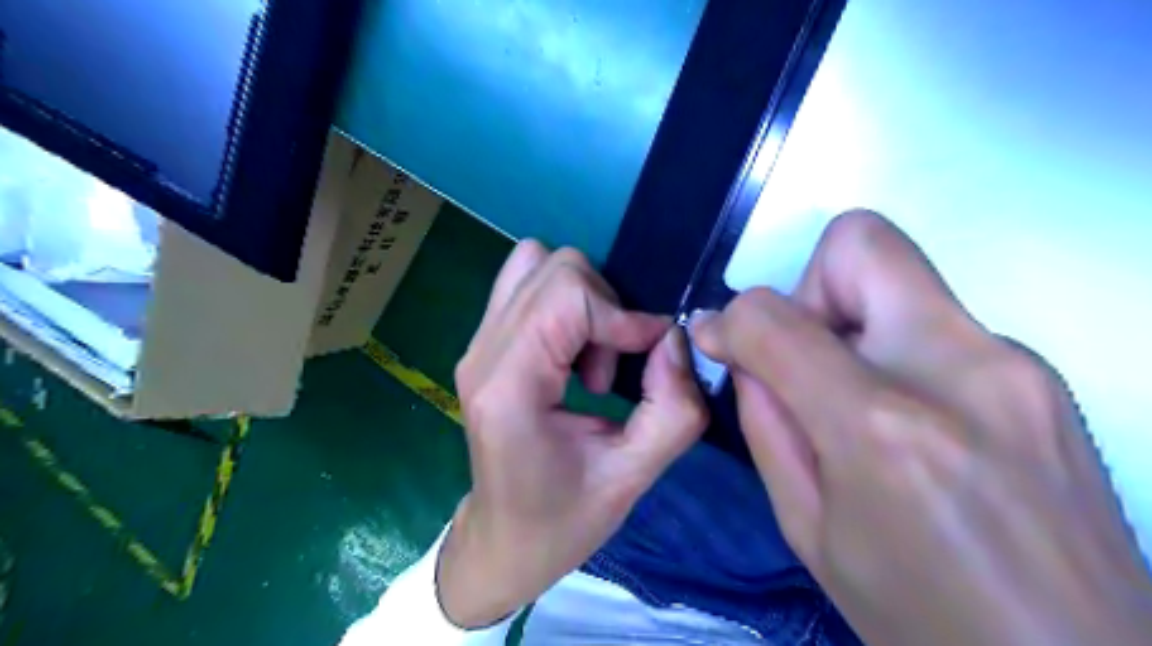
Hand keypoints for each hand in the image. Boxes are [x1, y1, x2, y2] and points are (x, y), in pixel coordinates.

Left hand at [436, 241, 706, 626]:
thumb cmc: (562, 520)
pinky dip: (564, 304)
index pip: (566, 295)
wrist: (504, 540)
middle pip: (552, 268)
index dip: (622, 315)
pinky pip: (528, 286)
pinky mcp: (484, 345)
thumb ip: (672, 410)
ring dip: (583, 300)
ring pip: (536, 264)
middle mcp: (482, 352)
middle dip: (603, 307)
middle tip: (612, 368)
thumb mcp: (632, 478)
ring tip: (591, 359)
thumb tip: (675, 338)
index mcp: (509, 385)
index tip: (652, 354)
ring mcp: (477, 345)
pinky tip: (573, 355)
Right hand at [692, 211, 1151, 645]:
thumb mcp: (806, 529)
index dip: (730, 319)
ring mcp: (1014, 363)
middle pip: (860, 243)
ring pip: (899, 276)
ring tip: (855, 400)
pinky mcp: (1041, 372)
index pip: (773, 317)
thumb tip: (742, 353)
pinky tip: (908, 419)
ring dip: (850, 321)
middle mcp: (958, 370)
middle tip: (806, 359)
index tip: (719, 341)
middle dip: (807, 288)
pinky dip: (894, 348)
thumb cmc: (918, 617)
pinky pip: (935, 320)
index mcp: (882, 427)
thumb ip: (765, 424)